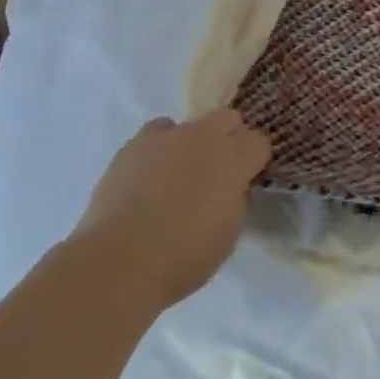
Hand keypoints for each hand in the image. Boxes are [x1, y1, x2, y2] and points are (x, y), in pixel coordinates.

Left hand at [69, 110, 271, 309]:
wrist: (120, 261)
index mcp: (233, 158)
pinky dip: (159, 150)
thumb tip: (232, 186)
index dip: (255, 161)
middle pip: (228, 118)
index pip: (259, 142)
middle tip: (219, 171)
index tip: (247, 180)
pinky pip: (156, 135)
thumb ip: (236, 198)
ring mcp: (166, 136)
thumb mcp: (229, 232)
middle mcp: (203, 136)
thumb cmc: (185, 255)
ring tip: (177, 176)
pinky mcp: (133, 144)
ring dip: (191, 144)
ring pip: (189, 125)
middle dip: (229, 138)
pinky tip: (149, 177)